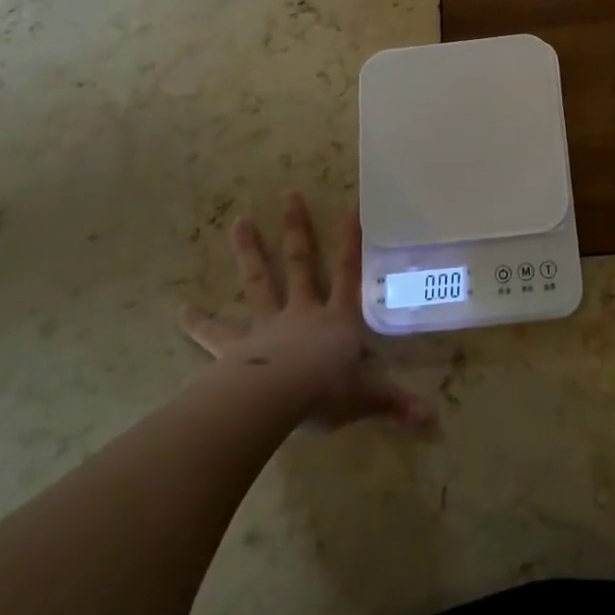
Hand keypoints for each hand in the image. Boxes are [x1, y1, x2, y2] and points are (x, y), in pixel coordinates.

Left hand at [181, 192, 431, 430]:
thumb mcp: (368, 397)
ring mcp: (267, 326)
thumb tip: (435, 420)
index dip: (352, 239)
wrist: (276, 400)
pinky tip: (179, 308)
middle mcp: (302, 312)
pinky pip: (215, 333)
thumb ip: (397, 403)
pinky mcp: (235, 348)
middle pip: (300, 263)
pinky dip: (198, 321)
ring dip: (249, 251)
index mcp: (337, 318)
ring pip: (258, 282)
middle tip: (289, 194)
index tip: (352, 204)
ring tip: (238, 220)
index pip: (349, 271)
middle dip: (297, 229)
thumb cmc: (327, 391)